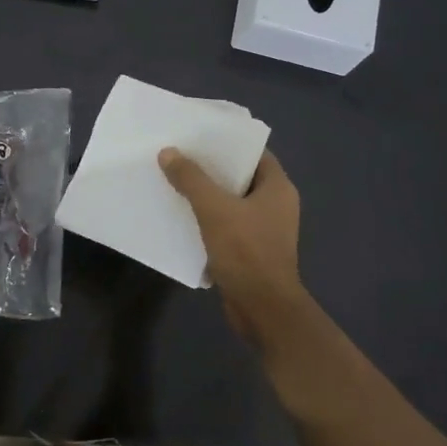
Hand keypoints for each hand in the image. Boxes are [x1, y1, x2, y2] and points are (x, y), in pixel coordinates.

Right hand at [158, 148, 311, 344]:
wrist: (262, 308)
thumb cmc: (246, 251)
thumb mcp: (214, 209)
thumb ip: (191, 179)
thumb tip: (168, 152)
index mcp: (278, 187)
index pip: (253, 153)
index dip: (227, 143)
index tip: (198, 137)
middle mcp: (276, 205)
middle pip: (240, 177)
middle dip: (210, 170)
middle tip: (178, 157)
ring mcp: (265, 230)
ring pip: (231, 204)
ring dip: (206, 197)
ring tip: (174, 183)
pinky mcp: (251, 251)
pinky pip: (227, 227)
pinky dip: (207, 221)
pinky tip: (182, 218)